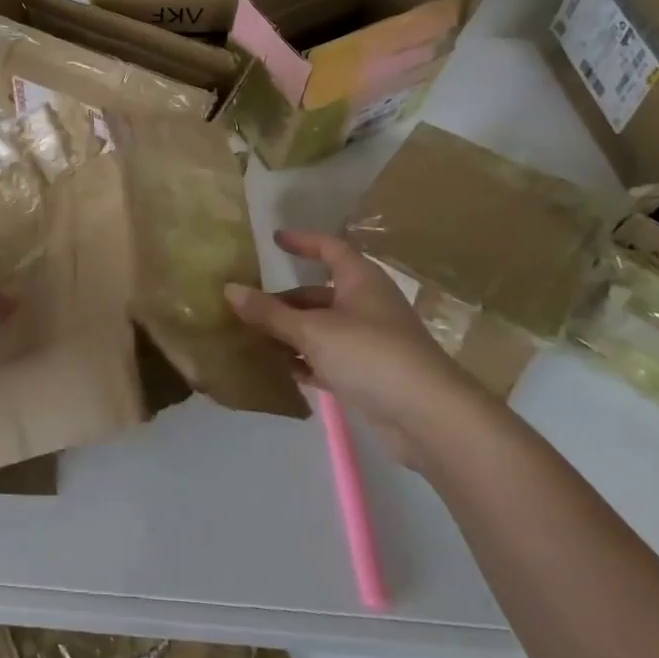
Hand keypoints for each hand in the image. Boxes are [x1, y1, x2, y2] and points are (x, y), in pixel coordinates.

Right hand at [225, 230, 482, 466]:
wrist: (429, 417)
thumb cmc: (370, 355)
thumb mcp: (312, 330)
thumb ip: (270, 313)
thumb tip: (229, 289)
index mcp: (360, 281)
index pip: (329, 248)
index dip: (303, 241)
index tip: (274, 239)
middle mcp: (367, 304)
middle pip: (319, 294)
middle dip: (285, 301)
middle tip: (248, 307)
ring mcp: (371, 341)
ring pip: (323, 329)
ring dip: (292, 334)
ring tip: (254, 339)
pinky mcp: (372, 375)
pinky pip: (331, 359)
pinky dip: (308, 361)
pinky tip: (283, 371)